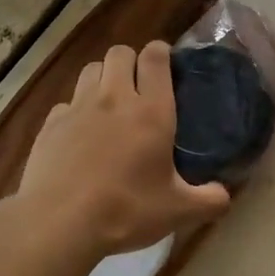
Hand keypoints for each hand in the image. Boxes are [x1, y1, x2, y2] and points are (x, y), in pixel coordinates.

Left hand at [16, 42, 231, 260]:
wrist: (60, 222)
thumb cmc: (126, 211)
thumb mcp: (178, 211)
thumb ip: (209, 200)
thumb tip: (224, 196)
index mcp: (151, 111)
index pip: (155, 57)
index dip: (161, 52)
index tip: (166, 63)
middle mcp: (114, 98)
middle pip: (120, 53)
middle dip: (131, 61)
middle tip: (139, 86)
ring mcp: (78, 108)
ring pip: (90, 69)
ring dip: (103, 77)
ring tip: (110, 103)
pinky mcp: (50, 124)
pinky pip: (66, 102)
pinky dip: (76, 110)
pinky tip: (80, 134)